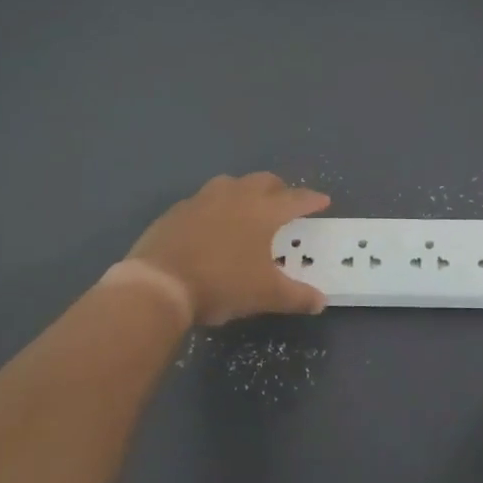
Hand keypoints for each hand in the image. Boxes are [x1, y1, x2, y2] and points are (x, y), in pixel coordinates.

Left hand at [126, 172, 331, 326]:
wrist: (159, 284)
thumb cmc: (222, 284)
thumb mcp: (266, 295)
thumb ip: (297, 296)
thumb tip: (321, 302)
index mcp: (263, 211)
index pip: (295, 199)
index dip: (311, 200)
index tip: (323, 200)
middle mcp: (236, 196)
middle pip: (263, 181)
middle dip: (278, 189)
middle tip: (284, 202)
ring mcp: (203, 199)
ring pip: (230, 183)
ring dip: (244, 191)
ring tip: (246, 207)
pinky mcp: (176, 211)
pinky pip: (202, 200)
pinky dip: (214, 207)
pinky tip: (211, 225)